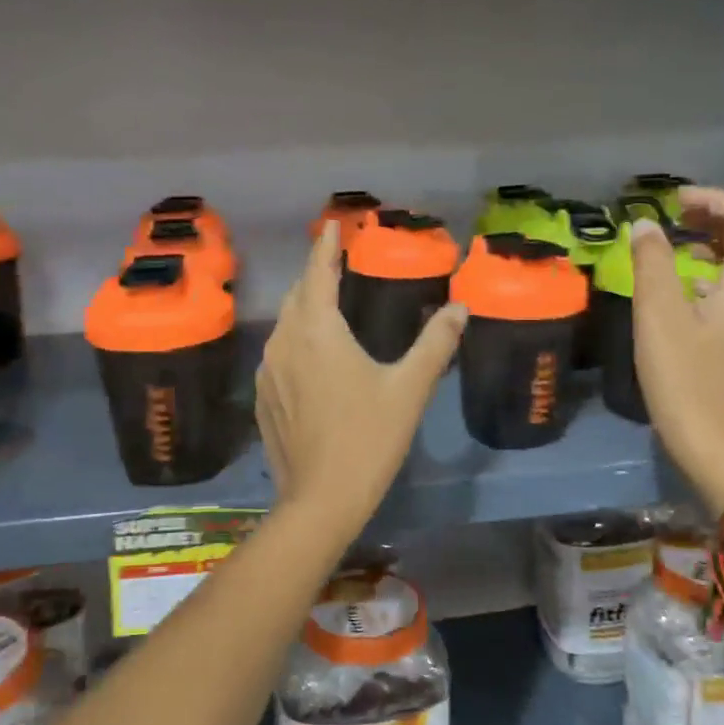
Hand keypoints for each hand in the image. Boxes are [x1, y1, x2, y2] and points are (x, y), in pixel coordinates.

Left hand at [256, 221, 466, 537]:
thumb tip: (460, 308)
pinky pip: (277, 355)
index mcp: (317, 331)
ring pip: (284, 325)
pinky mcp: (262, 398)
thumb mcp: (409, 388)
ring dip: (303, 309)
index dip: (326, 247)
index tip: (332, 226)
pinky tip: (310, 357)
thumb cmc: (369, 438)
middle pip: (297, 296)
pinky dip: (294, 342)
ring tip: (325, 305)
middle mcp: (284, 342)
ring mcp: (267, 371)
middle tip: (335, 265)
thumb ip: (435, 343)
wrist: (321, 498)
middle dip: (315, 276)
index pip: (318, 274)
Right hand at [630, 188, 723, 507]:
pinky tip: (692, 283)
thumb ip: (653, 263)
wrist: (713, 439)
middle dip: (720, 216)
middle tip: (678, 215)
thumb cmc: (683, 376)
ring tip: (681, 241)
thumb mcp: (658, 315)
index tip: (672, 201)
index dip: (712, 199)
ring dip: (722, 241)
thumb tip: (644, 225)